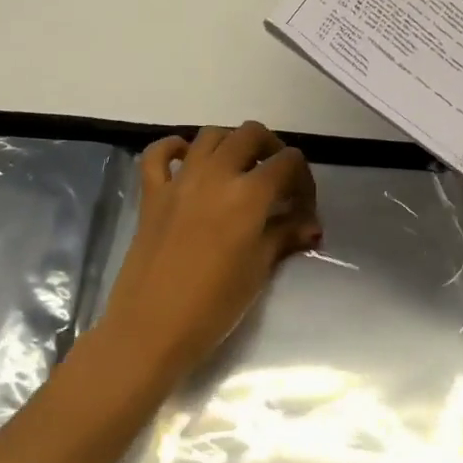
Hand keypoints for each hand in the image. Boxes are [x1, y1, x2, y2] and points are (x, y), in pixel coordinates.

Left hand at [98, 122, 321, 383]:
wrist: (152, 328)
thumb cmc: (214, 306)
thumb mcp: (258, 270)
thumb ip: (284, 236)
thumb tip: (311, 226)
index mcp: (248, 195)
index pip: (287, 162)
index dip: (303, 179)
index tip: (302, 207)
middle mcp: (215, 175)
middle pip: (250, 134)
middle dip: (271, 149)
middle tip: (276, 178)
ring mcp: (179, 181)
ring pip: (210, 135)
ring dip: (230, 143)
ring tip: (239, 169)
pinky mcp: (151, 194)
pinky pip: (158, 154)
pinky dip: (174, 148)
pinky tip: (187, 160)